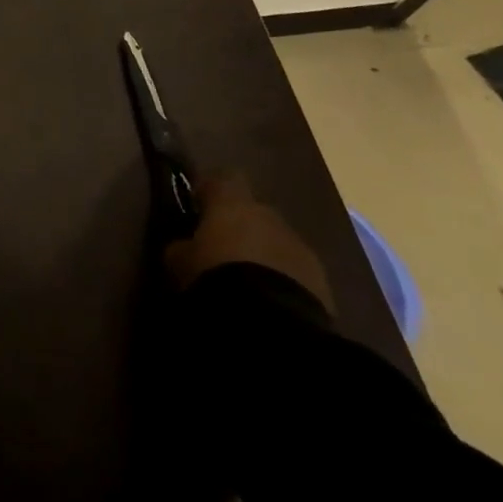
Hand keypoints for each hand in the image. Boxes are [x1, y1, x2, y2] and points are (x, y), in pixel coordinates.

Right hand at [163, 174, 334, 312]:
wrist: (271, 323)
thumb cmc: (215, 276)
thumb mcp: (179, 260)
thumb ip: (182, 245)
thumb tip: (183, 244)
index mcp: (232, 201)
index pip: (222, 178)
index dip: (211, 192)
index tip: (199, 209)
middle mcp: (268, 214)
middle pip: (253, 212)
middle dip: (241, 227)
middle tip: (223, 252)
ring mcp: (299, 246)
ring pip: (276, 241)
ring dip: (264, 254)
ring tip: (249, 284)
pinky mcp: (322, 280)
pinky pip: (296, 271)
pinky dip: (284, 280)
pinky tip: (270, 303)